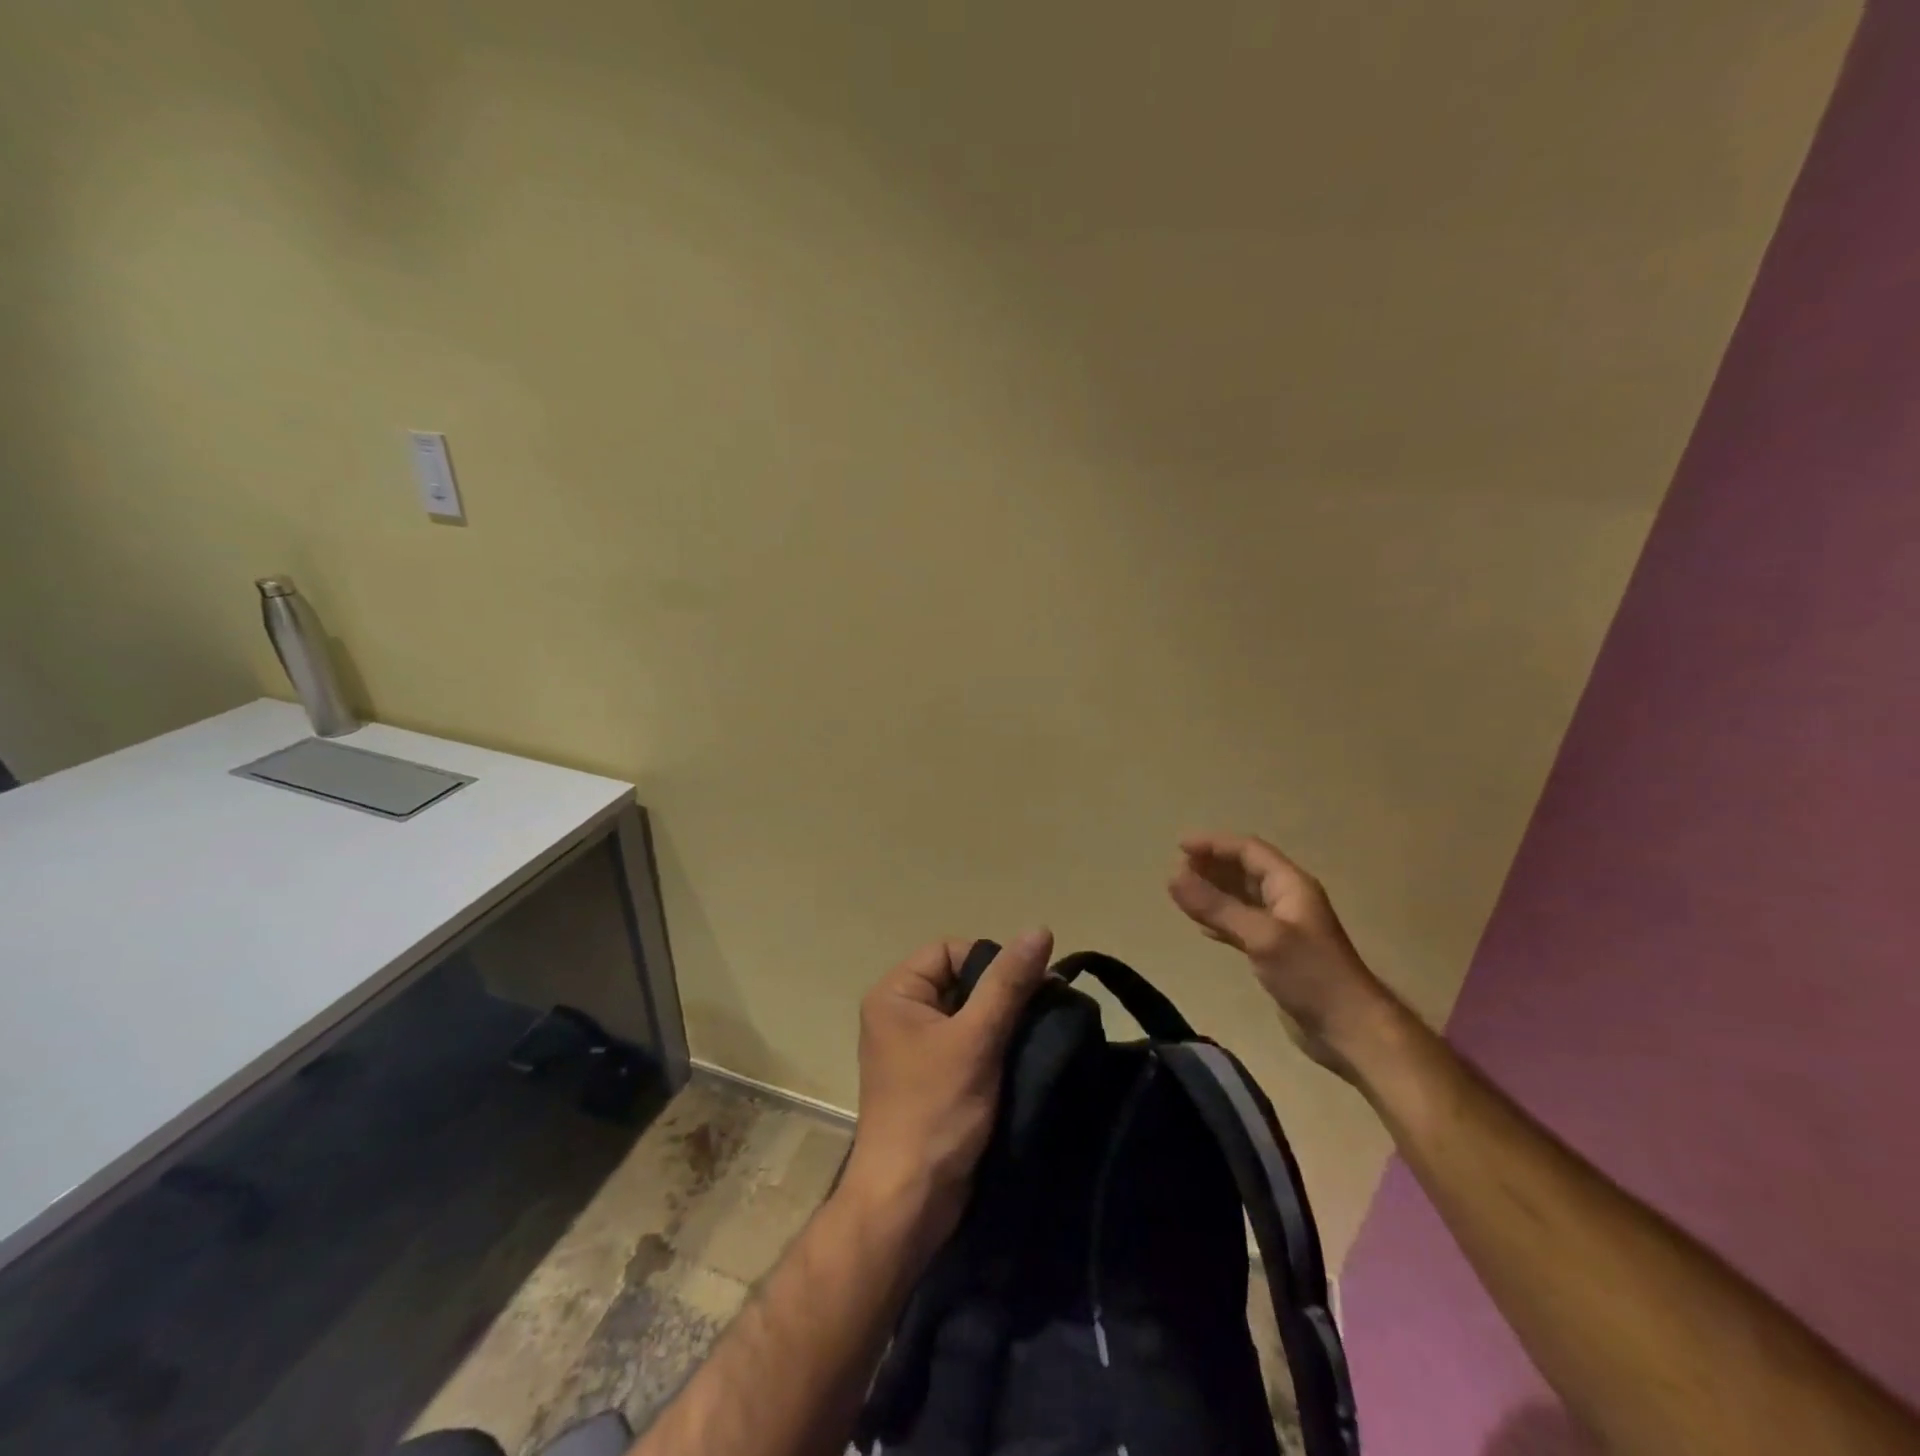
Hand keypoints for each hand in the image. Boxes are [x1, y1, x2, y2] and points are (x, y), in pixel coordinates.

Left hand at [840, 930, 1053, 1249]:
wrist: (909, 1202)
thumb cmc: (936, 1110)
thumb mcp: (976, 1039)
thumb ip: (1008, 983)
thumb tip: (1038, 929)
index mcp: (895, 994)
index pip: (950, 950)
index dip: (990, 961)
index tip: (1029, 986)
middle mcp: (900, 1014)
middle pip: (960, 981)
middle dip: (1002, 993)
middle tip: (1043, 1010)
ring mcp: (915, 1049)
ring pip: (969, 1015)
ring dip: (1003, 1023)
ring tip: (1039, 1035)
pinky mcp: (932, 1079)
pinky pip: (968, 1045)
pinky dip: (995, 1048)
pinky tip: (1024, 1058)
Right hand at [1168, 832, 1400, 1081]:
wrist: (1350, 1029)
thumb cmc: (1310, 974)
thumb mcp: (1261, 936)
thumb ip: (1216, 906)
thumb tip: (1172, 877)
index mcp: (1291, 885)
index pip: (1249, 851)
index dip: (1215, 844)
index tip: (1179, 846)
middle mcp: (1288, 899)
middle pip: (1246, 871)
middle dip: (1212, 865)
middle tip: (1177, 869)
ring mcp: (1283, 927)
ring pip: (1243, 898)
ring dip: (1214, 892)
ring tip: (1183, 892)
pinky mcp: (1277, 953)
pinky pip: (1243, 925)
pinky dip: (1221, 920)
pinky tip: (1202, 928)